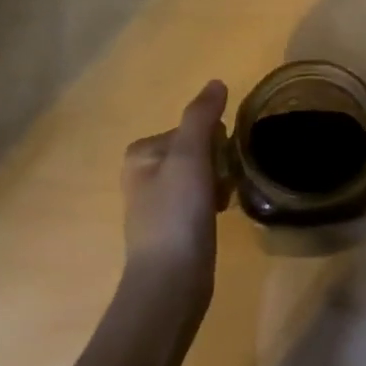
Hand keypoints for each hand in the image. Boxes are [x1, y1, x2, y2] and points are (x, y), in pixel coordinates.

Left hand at [121, 80, 229, 312]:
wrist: (170, 283)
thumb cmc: (177, 214)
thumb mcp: (190, 156)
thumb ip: (202, 116)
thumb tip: (216, 83)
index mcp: (142, 152)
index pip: (194, 128)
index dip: (214, 143)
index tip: (218, 165)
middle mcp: (144, 172)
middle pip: (198, 149)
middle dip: (218, 163)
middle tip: (222, 186)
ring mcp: (157, 201)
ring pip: (203, 173)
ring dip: (219, 182)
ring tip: (223, 203)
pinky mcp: (171, 225)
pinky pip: (201, 197)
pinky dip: (214, 202)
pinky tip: (219, 216)